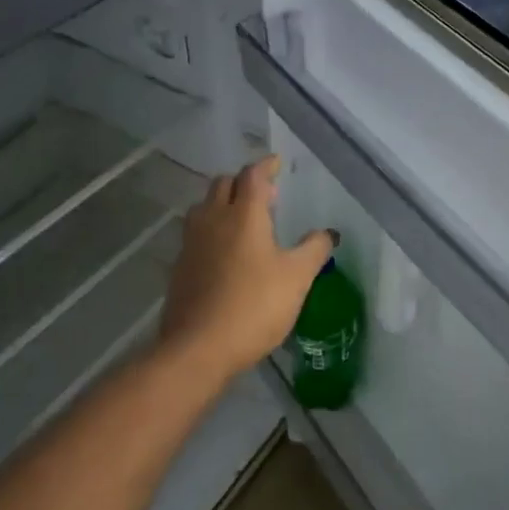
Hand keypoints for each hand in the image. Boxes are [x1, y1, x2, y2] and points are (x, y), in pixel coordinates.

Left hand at [158, 156, 335, 383]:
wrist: (198, 347)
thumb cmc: (254, 306)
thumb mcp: (296, 279)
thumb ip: (314, 250)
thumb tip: (328, 233)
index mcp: (244, 215)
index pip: (253, 176)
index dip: (266, 166)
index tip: (277, 163)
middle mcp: (213, 219)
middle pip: (223, 184)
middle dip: (244, 182)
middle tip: (266, 195)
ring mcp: (191, 242)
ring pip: (205, 207)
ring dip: (224, 203)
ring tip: (244, 220)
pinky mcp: (180, 265)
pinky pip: (196, 233)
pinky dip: (212, 229)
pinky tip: (225, 251)